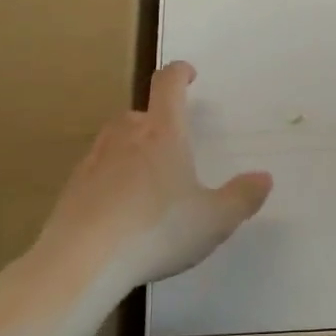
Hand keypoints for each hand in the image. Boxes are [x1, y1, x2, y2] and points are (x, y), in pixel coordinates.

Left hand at [31, 62, 271, 300]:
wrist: (81, 262)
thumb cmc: (157, 231)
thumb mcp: (214, 220)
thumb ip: (242, 197)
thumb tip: (264, 178)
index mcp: (162, 133)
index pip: (168, 85)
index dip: (179, 73)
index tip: (189, 74)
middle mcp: (125, 137)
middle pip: (139, 114)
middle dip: (156, 122)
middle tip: (172, 145)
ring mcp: (93, 162)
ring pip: (114, 141)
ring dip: (131, 149)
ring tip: (147, 180)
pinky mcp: (71, 190)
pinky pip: (96, 173)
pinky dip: (110, 181)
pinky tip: (120, 212)